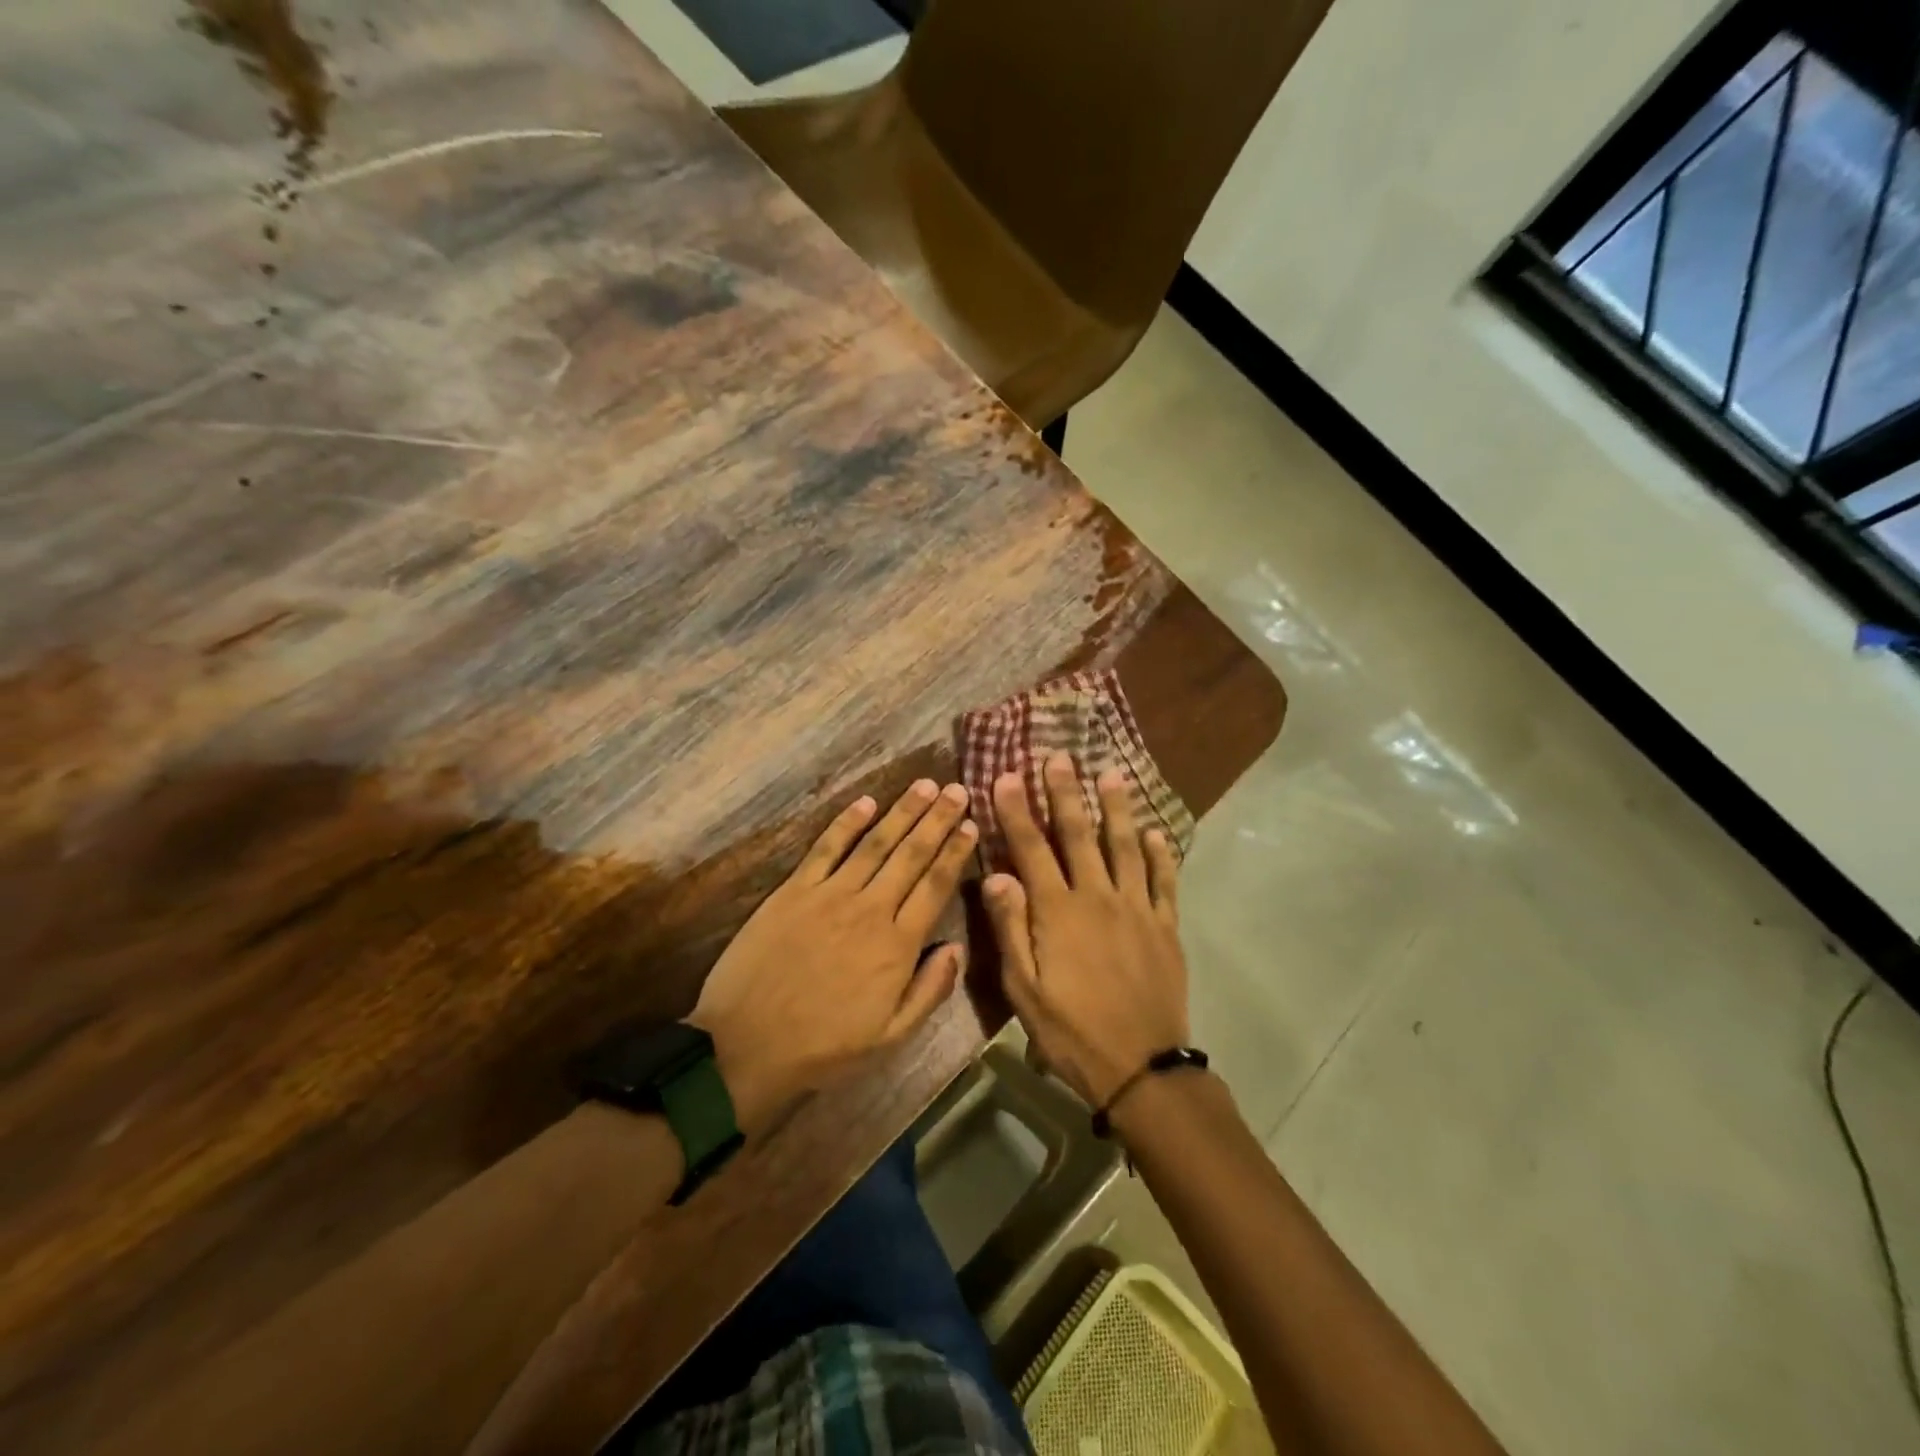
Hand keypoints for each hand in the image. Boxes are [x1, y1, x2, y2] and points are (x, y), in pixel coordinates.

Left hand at [689, 780, 974, 1134]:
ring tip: (925, 785)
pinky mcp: (794, 890)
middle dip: (937, 819)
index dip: (956, 852)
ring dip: (903, 812)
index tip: (971, 825)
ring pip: (875, 843)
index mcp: (897, 945)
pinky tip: (866, 801)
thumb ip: (930, 990)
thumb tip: (958, 947)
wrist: (746, 1045)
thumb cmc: (824, 1047)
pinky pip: (826, 848)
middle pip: (911, 855)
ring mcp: (830, 895)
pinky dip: (846, 822)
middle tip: (957, 789)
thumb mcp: (890, 1037)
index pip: (935, 886)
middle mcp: (870, 909)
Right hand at [982, 754, 1188, 1110]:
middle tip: (1059, 756)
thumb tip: (996, 874)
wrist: (1140, 1067)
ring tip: (1110, 774)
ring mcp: (1136, 908)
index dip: (1017, 811)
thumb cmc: (1070, 1030)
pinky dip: (1160, 854)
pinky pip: (1164, 881)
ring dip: (1116, 808)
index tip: (1007, 775)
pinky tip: (1156, 833)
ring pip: (1124, 846)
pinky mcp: (1165, 926)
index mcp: (1057, 911)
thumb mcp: (1023, 988)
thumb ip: (1010, 928)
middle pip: (1078, 835)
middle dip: (1065, 793)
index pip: (1031, 849)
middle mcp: (1097, 897)